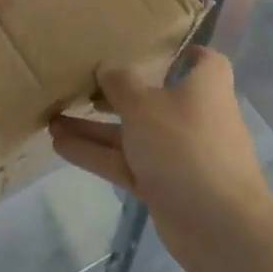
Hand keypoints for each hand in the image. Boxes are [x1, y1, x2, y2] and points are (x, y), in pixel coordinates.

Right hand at [50, 48, 272, 271]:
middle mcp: (194, 115)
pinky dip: (97, 154)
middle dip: (116, 93)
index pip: (202, 60)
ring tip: (53, 117)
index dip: (183, 51)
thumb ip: (121, 84)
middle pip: (154, 96)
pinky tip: (60, 145)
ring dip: (95, 127)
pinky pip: (125, 162)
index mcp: (205, 87)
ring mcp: (178, 153)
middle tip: (80, 82)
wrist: (219, 226)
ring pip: (132, 133)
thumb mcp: (143, 106)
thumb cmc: (185, 146)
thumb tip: (108, 67)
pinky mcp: (163, 184)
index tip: (152, 45)